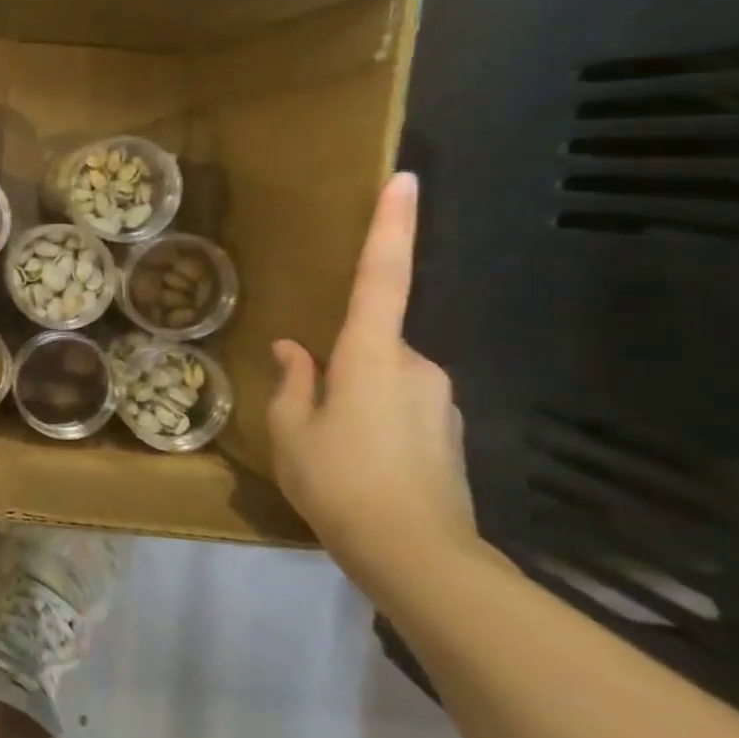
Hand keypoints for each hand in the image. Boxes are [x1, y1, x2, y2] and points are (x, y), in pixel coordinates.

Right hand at [267, 173, 478, 587]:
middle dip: (337, 368)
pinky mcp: (447, 432)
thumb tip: (295, 349)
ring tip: (325, 449)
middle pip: (368, 344)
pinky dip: (370, 422)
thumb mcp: (291, 429)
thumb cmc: (339, 480)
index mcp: (372, 354)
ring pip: (381, 378)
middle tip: (307, 416)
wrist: (418, 557)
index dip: (391, 226)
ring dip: (350, 398)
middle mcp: (415, 365)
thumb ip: (292, 381)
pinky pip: (398, 406)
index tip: (404, 180)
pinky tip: (354, 464)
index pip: (381, 277)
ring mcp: (438, 400)